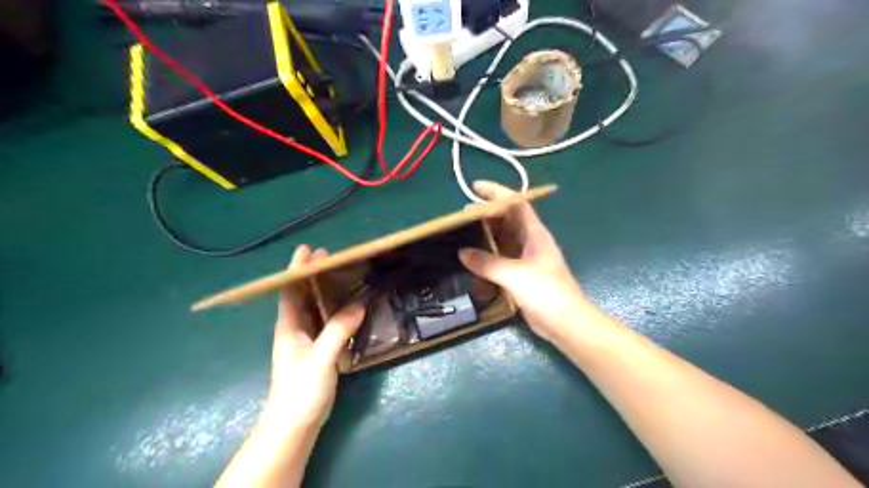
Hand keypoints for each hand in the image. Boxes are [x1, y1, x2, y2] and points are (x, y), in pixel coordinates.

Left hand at [261, 246, 363, 428]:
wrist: (295, 424)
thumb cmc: (300, 391)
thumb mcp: (320, 360)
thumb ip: (337, 332)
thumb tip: (359, 304)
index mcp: (289, 327)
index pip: (289, 291)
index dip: (296, 269)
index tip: (308, 250)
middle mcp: (296, 328)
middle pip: (302, 294)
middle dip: (313, 273)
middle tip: (330, 255)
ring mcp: (307, 339)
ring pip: (315, 306)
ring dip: (325, 289)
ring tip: (342, 273)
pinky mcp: (318, 349)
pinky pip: (327, 321)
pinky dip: (336, 308)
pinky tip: (350, 304)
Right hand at [457, 179, 594, 342]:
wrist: (566, 323)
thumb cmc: (546, 292)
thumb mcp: (514, 275)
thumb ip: (487, 263)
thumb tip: (463, 252)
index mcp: (534, 233)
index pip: (515, 203)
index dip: (496, 192)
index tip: (475, 187)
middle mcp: (530, 241)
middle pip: (507, 220)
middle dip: (486, 214)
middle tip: (461, 216)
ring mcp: (526, 259)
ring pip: (503, 239)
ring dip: (485, 235)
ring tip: (463, 234)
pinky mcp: (521, 275)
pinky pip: (501, 259)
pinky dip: (488, 256)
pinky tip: (473, 260)